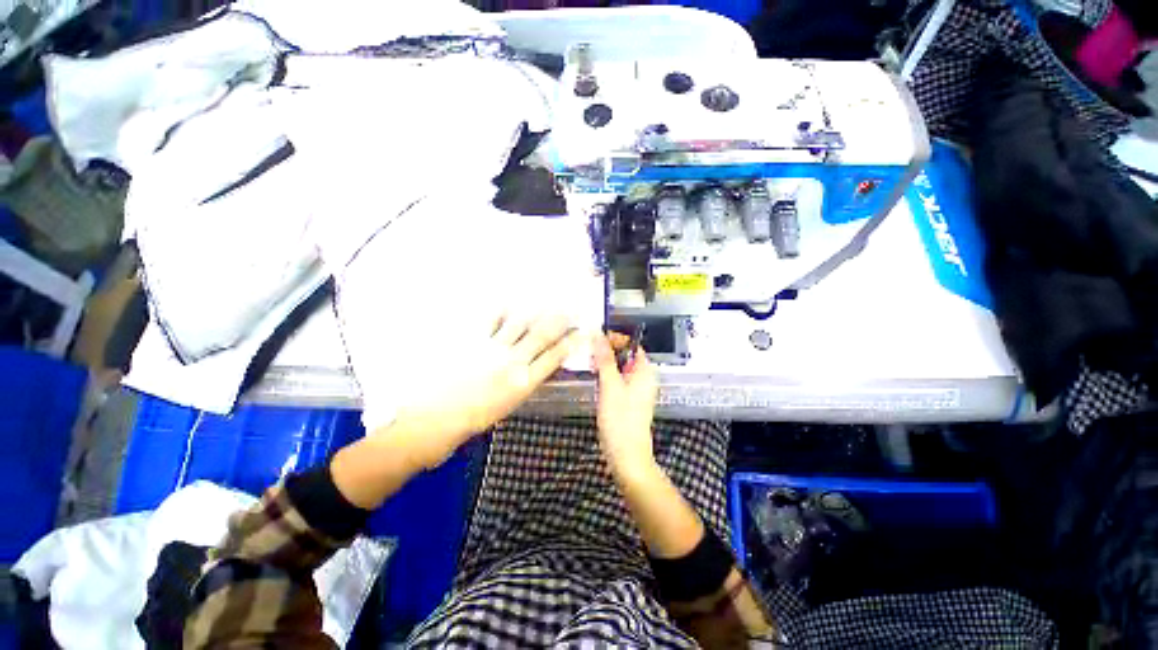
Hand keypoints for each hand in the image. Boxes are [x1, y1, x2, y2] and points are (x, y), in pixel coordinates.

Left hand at [377, 313, 582, 469]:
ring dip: (535, 311)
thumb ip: (522, 385)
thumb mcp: (507, 407)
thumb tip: (532, 370)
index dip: (570, 343)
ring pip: (520, 324)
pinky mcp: (472, 340)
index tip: (582, 332)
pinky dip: (500, 310)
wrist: (434, 420)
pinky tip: (508, 302)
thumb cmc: (472, 420)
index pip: (554, 358)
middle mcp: (513, 362)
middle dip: (559, 321)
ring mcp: (492, 348)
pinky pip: (490, 320)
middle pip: (541, 336)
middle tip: (570, 308)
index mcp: (523, 383)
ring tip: (545, 300)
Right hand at [592, 332, 659, 476]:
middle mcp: (644, 378)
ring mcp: (637, 390)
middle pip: (626, 355)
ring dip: (606, 363)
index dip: (616, 338)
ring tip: (589, 363)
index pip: (632, 345)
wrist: (626, 456)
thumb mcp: (610, 386)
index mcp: (645, 372)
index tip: (597, 338)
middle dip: (608, 350)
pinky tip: (595, 378)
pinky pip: (618, 380)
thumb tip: (599, 336)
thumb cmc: (621, 421)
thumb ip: (605, 360)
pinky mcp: (629, 400)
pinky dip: (607, 375)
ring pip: (621, 368)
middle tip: (589, 351)